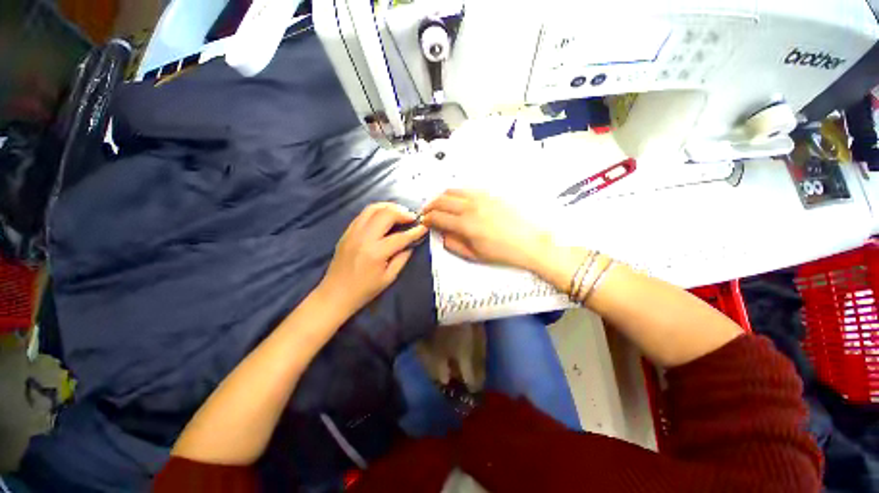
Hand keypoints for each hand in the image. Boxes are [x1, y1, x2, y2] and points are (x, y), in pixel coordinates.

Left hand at [319, 203, 427, 314]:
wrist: (335, 294)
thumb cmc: (364, 290)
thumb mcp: (389, 278)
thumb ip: (402, 258)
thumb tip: (411, 244)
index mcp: (376, 252)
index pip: (401, 236)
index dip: (415, 231)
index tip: (424, 226)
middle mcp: (364, 237)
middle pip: (386, 214)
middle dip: (402, 212)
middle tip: (411, 217)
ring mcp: (353, 232)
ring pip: (372, 208)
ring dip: (388, 207)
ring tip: (399, 212)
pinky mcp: (347, 232)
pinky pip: (363, 214)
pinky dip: (376, 211)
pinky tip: (384, 216)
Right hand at [422, 190, 550, 270]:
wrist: (531, 242)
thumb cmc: (504, 252)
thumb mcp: (474, 255)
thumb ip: (453, 244)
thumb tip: (442, 234)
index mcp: (465, 225)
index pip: (437, 217)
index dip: (427, 219)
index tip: (425, 221)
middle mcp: (470, 207)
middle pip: (441, 200)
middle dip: (430, 206)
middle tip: (427, 212)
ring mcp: (481, 197)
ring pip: (452, 190)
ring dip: (441, 197)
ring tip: (439, 204)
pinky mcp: (490, 193)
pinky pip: (467, 189)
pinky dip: (456, 193)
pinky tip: (457, 200)